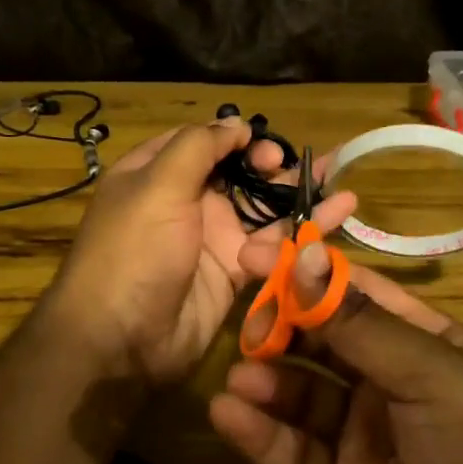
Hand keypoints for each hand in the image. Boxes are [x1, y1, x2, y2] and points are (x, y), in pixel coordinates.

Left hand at [42, 117, 358, 381]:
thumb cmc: (134, 251)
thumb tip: (235, 124)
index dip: (235, 137)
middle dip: (271, 166)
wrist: (122, 340)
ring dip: (299, 195)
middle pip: (239, 173)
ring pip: (263, 208)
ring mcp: (212, 237)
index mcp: (157, 173)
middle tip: (293, 168)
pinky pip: (274, 245)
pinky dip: (304, 231)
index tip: (263, 142)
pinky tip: (339, 214)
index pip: (202, 141)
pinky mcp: (236, 271)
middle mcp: (186, 201)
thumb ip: (199, 147)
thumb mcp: (157, 185)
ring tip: (340, 181)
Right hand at [210, 250, 462, 463]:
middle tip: (247, 329)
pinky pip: (295, 453)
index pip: (356, 294)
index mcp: (426, 343)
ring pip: (303, 396)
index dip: (307, 273)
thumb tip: (305, 256)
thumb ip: (360, 323)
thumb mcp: (432, 375)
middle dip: (282, 329)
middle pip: (322, 342)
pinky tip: (231, 416)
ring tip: (241, 379)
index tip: (254, 255)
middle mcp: (392, 384)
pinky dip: (262, 434)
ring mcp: (365, 439)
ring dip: (268, 382)